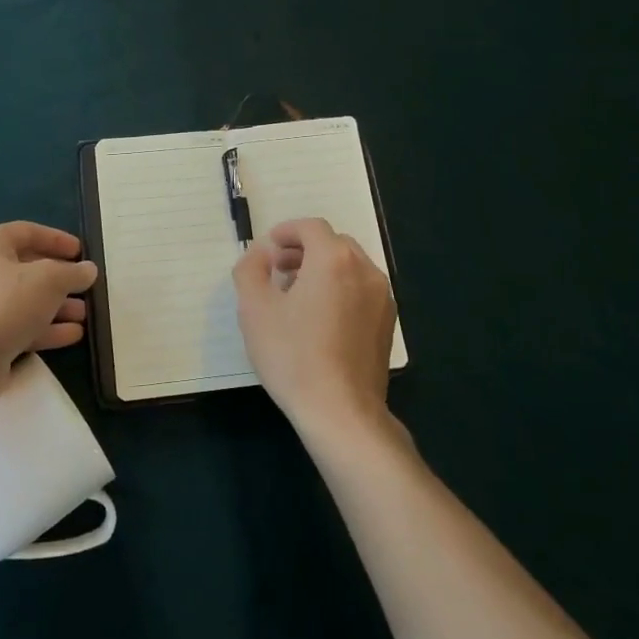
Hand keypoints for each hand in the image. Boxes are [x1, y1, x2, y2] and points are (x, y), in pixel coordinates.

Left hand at [0, 222, 98, 374]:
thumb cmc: (6, 304)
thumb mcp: (50, 280)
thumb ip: (73, 273)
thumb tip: (88, 270)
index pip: (27, 232)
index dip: (57, 239)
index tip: (81, 252)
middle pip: (26, 268)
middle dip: (60, 278)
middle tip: (85, 285)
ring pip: (24, 301)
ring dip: (56, 306)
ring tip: (85, 314)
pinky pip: (18, 326)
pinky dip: (45, 329)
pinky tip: (73, 335)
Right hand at [233, 218, 396, 445]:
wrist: (340, 410)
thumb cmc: (292, 354)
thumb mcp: (254, 308)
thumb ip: (251, 269)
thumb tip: (260, 254)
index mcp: (334, 259)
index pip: (311, 227)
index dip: (286, 231)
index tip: (267, 249)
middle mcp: (365, 270)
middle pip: (333, 244)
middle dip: (303, 250)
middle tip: (278, 270)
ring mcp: (381, 298)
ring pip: (350, 267)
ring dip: (322, 269)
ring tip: (296, 296)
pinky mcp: (387, 323)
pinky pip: (361, 291)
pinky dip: (340, 289)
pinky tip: (320, 320)